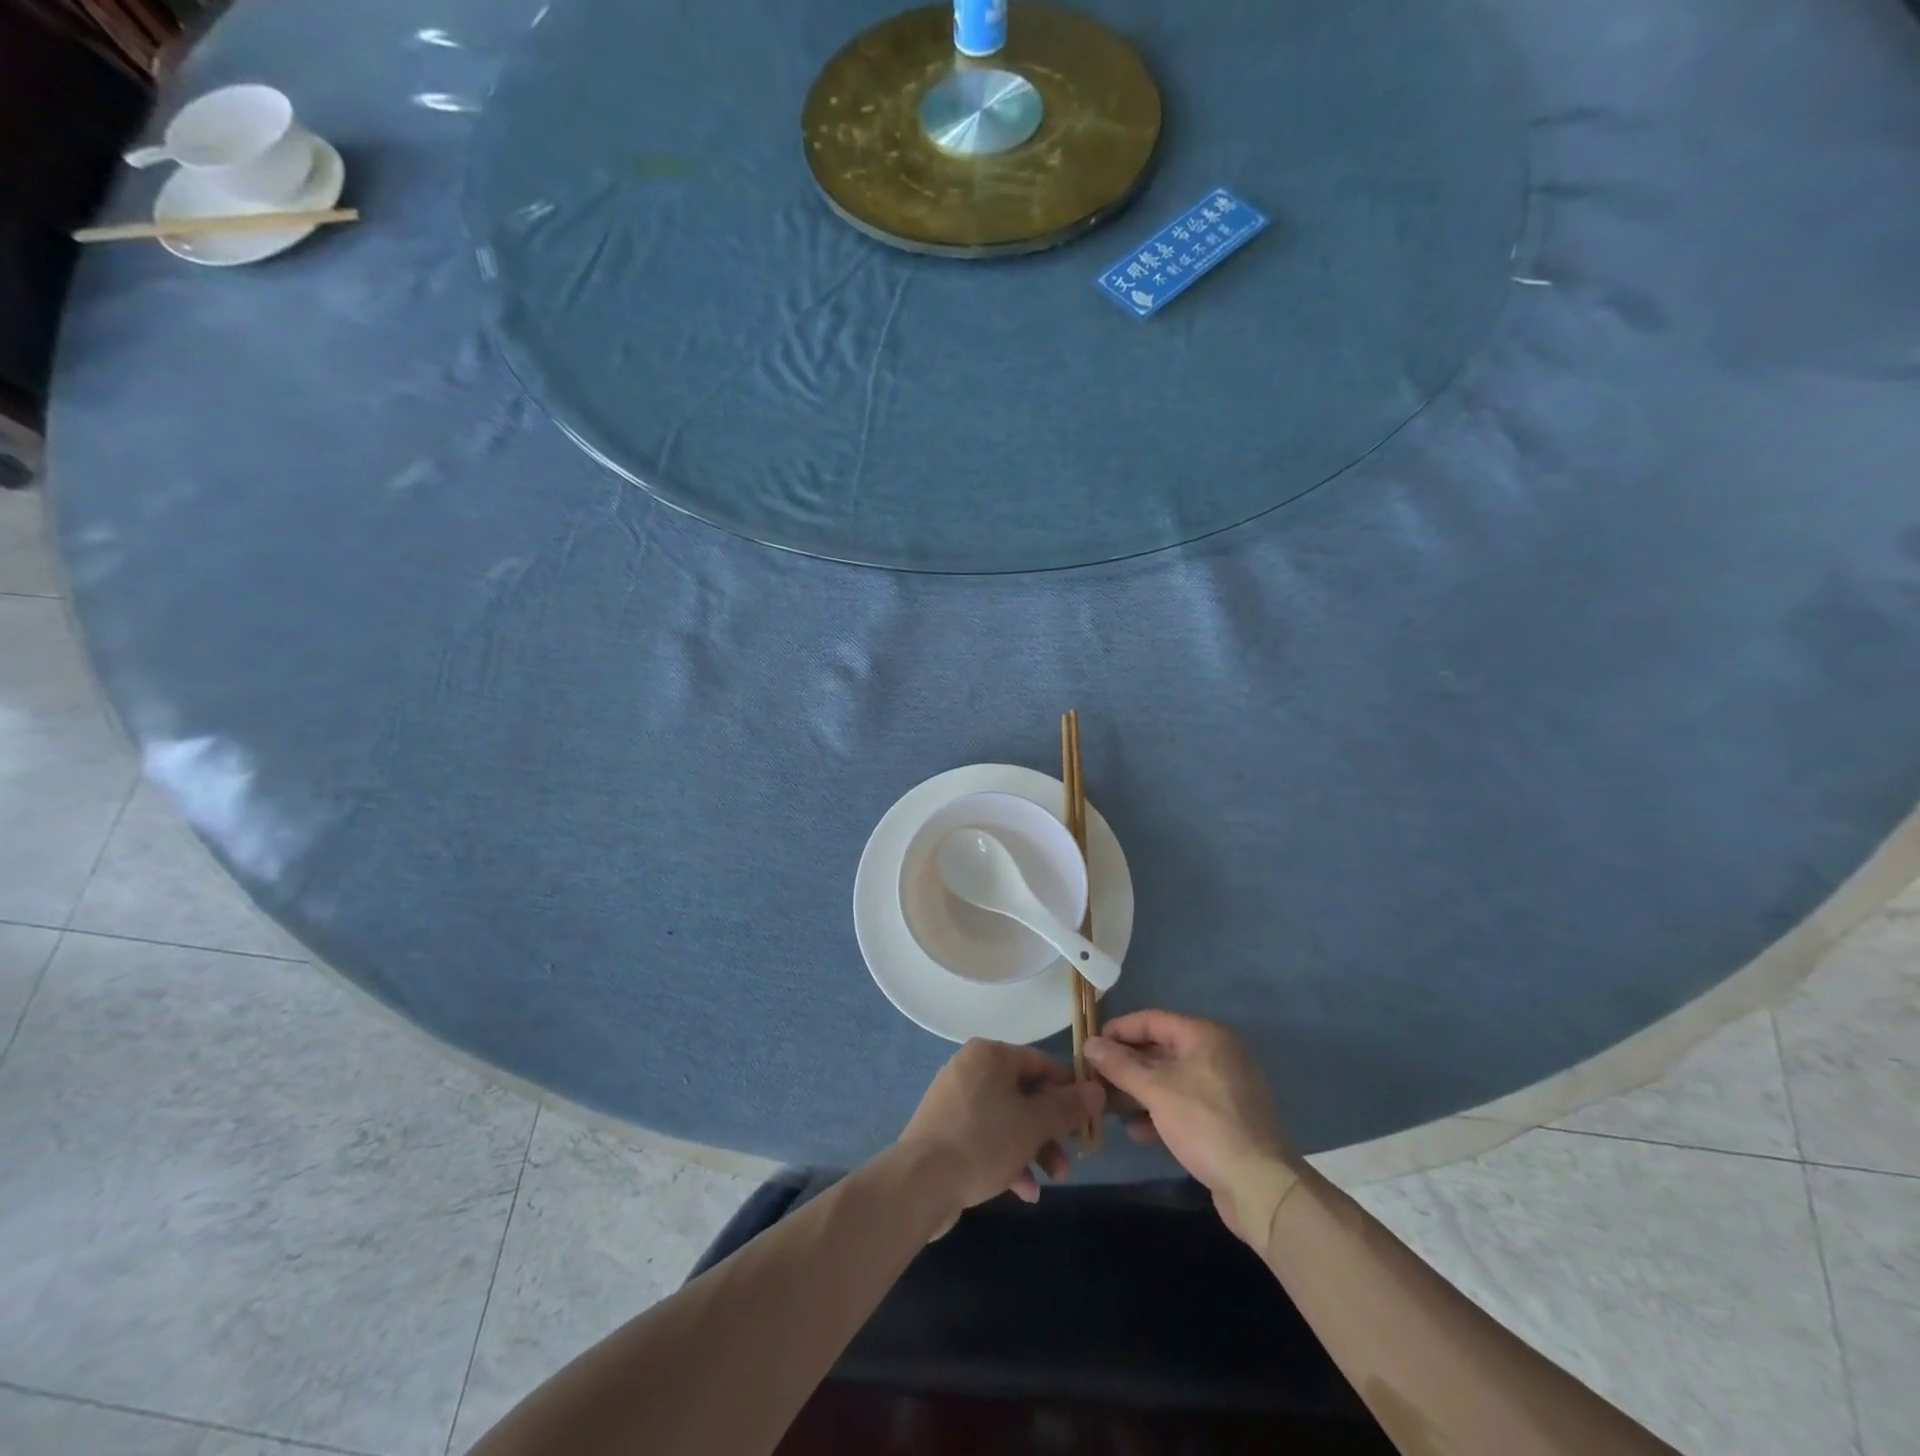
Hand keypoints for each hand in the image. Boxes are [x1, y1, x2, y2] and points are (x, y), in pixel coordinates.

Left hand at [897, 1040, 1105, 1232]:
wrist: (920, 1182)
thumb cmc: (983, 1141)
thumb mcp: (1034, 1124)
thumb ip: (1067, 1108)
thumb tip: (1096, 1091)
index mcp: (989, 1055)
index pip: (1040, 1063)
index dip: (1068, 1090)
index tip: (1088, 1117)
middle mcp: (970, 1069)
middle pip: (1024, 1094)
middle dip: (1050, 1129)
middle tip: (1070, 1156)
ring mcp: (955, 1101)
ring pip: (1007, 1119)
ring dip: (1034, 1148)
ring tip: (1052, 1179)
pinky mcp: (946, 1131)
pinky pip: (986, 1138)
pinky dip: (1007, 1159)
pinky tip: (1024, 1191)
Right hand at [1084, 1011, 1299, 1246]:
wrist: (1259, 1185)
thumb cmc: (1204, 1123)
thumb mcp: (1155, 1090)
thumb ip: (1120, 1065)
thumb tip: (1089, 1043)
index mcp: (1204, 1035)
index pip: (1151, 1020)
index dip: (1118, 1030)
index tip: (1090, 1045)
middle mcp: (1216, 1053)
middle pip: (1160, 1050)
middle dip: (1126, 1065)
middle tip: (1094, 1078)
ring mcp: (1222, 1087)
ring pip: (1170, 1079)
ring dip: (1138, 1091)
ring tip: (1107, 1106)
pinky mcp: (1225, 1118)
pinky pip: (1184, 1104)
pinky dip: (1160, 1112)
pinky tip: (1136, 1131)